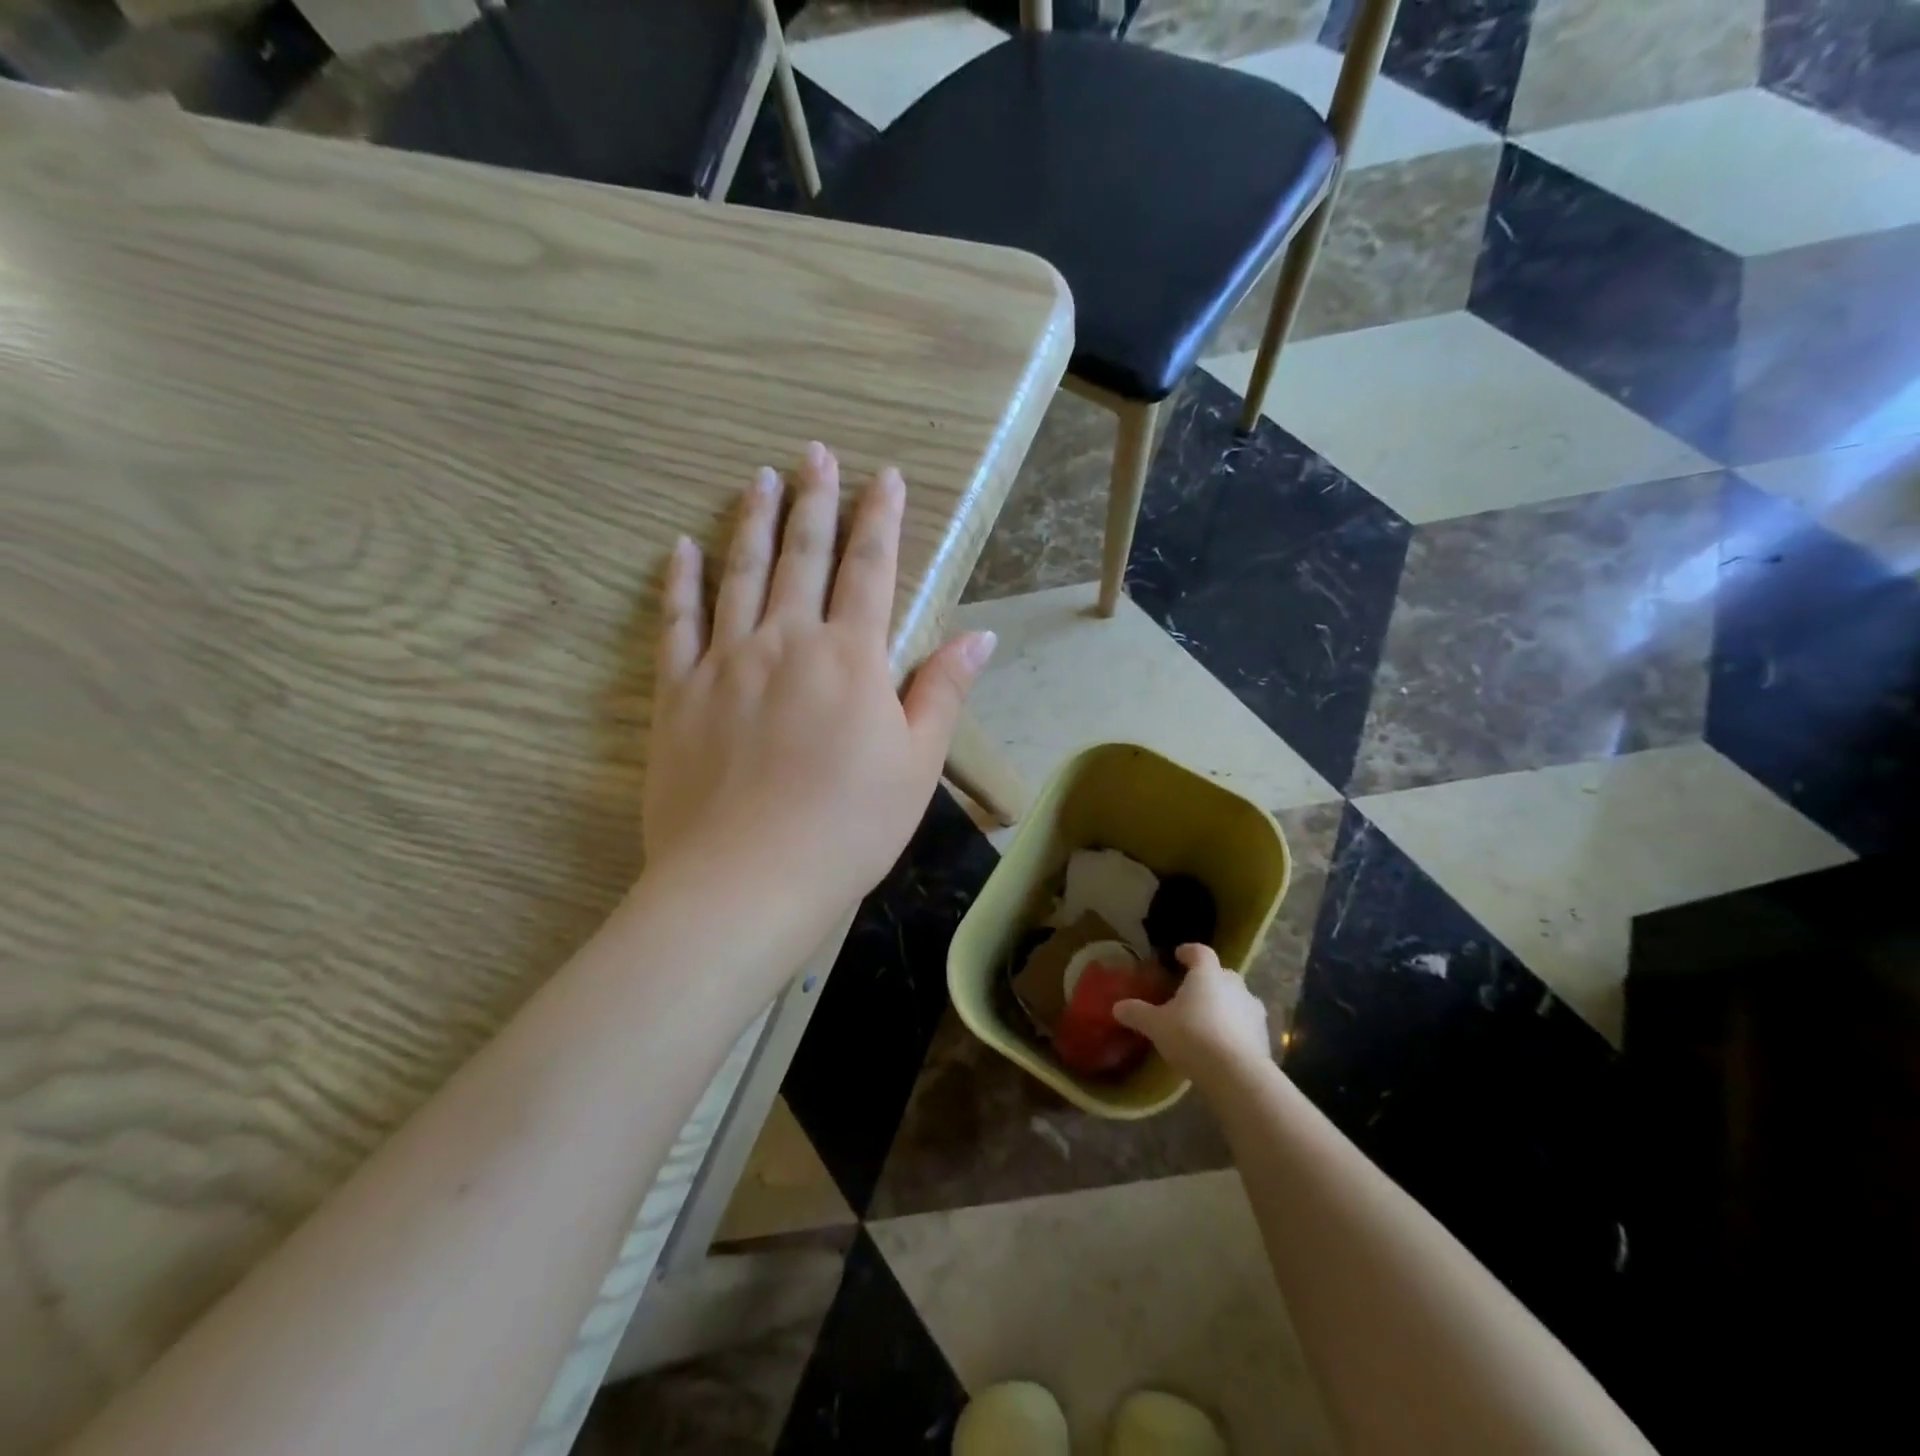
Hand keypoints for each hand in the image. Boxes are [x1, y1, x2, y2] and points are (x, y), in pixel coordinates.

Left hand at [643, 442, 995, 929]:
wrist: (749, 880)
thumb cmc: (849, 827)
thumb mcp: (916, 765)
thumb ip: (943, 692)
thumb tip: (979, 638)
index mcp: (851, 658)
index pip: (870, 569)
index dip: (880, 518)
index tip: (884, 476)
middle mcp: (787, 641)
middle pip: (803, 556)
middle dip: (815, 500)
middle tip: (815, 452)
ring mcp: (726, 662)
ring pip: (741, 575)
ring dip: (753, 523)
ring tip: (758, 479)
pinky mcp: (677, 693)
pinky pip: (677, 623)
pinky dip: (680, 582)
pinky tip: (682, 547)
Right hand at [1113, 945, 1272, 1086]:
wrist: (1237, 1074)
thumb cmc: (1192, 1037)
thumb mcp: (1156, 1025)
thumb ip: (1137, 1013)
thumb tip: (1117, 1007)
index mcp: (1207, 974)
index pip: (1199, 952)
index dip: (1188, 952)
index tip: (1179, 956)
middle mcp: (1234, 984)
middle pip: (1221, 974)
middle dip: (1207, 980)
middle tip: (1190, 993)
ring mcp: (1253, 1009)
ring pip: (1237, 999)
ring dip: (1224, 1005)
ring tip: (1208, 1020)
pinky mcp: (1264, 1035)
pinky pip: (1246, 1024)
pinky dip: (1235, 1028)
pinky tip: (1223, 1044)